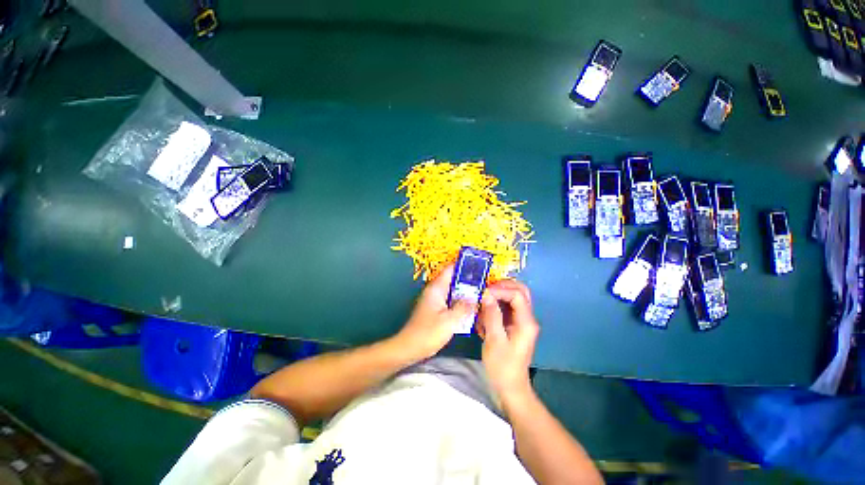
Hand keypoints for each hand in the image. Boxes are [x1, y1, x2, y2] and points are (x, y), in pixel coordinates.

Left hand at [393, 265, 476, 361]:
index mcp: (436, 289)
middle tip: (484, 283)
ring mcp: (434, 300)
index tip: (478, 266)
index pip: (450, 269)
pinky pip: (450, 301)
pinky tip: (470, 308)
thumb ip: (464, 307)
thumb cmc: (428, 333)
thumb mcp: (450, 320)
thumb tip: (475, 298)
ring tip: (481, 294)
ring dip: (464, 292)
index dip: (464, 265)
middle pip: (453, 280)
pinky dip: (459, 302)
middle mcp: (434, 291)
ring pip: (452, 291)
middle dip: (468, 280)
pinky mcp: (435, 310)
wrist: (409, 348)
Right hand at [477, 279, 539, 401]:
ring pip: (514, 297)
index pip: (517, 294)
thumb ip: (492, 315)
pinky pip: (507, 307)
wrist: (510, 387)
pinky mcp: (515, 325)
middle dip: (503, 286)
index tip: (484, 293)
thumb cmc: (502, 366)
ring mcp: (522, 321)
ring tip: (484, 299)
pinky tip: (485, 313)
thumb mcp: (494, 340)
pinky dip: (496, 305)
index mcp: (526, 322)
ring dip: (499, 295)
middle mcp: (527, 318)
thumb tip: (487, 294)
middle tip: (486, 289)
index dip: (500, 290)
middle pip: (520, 291)